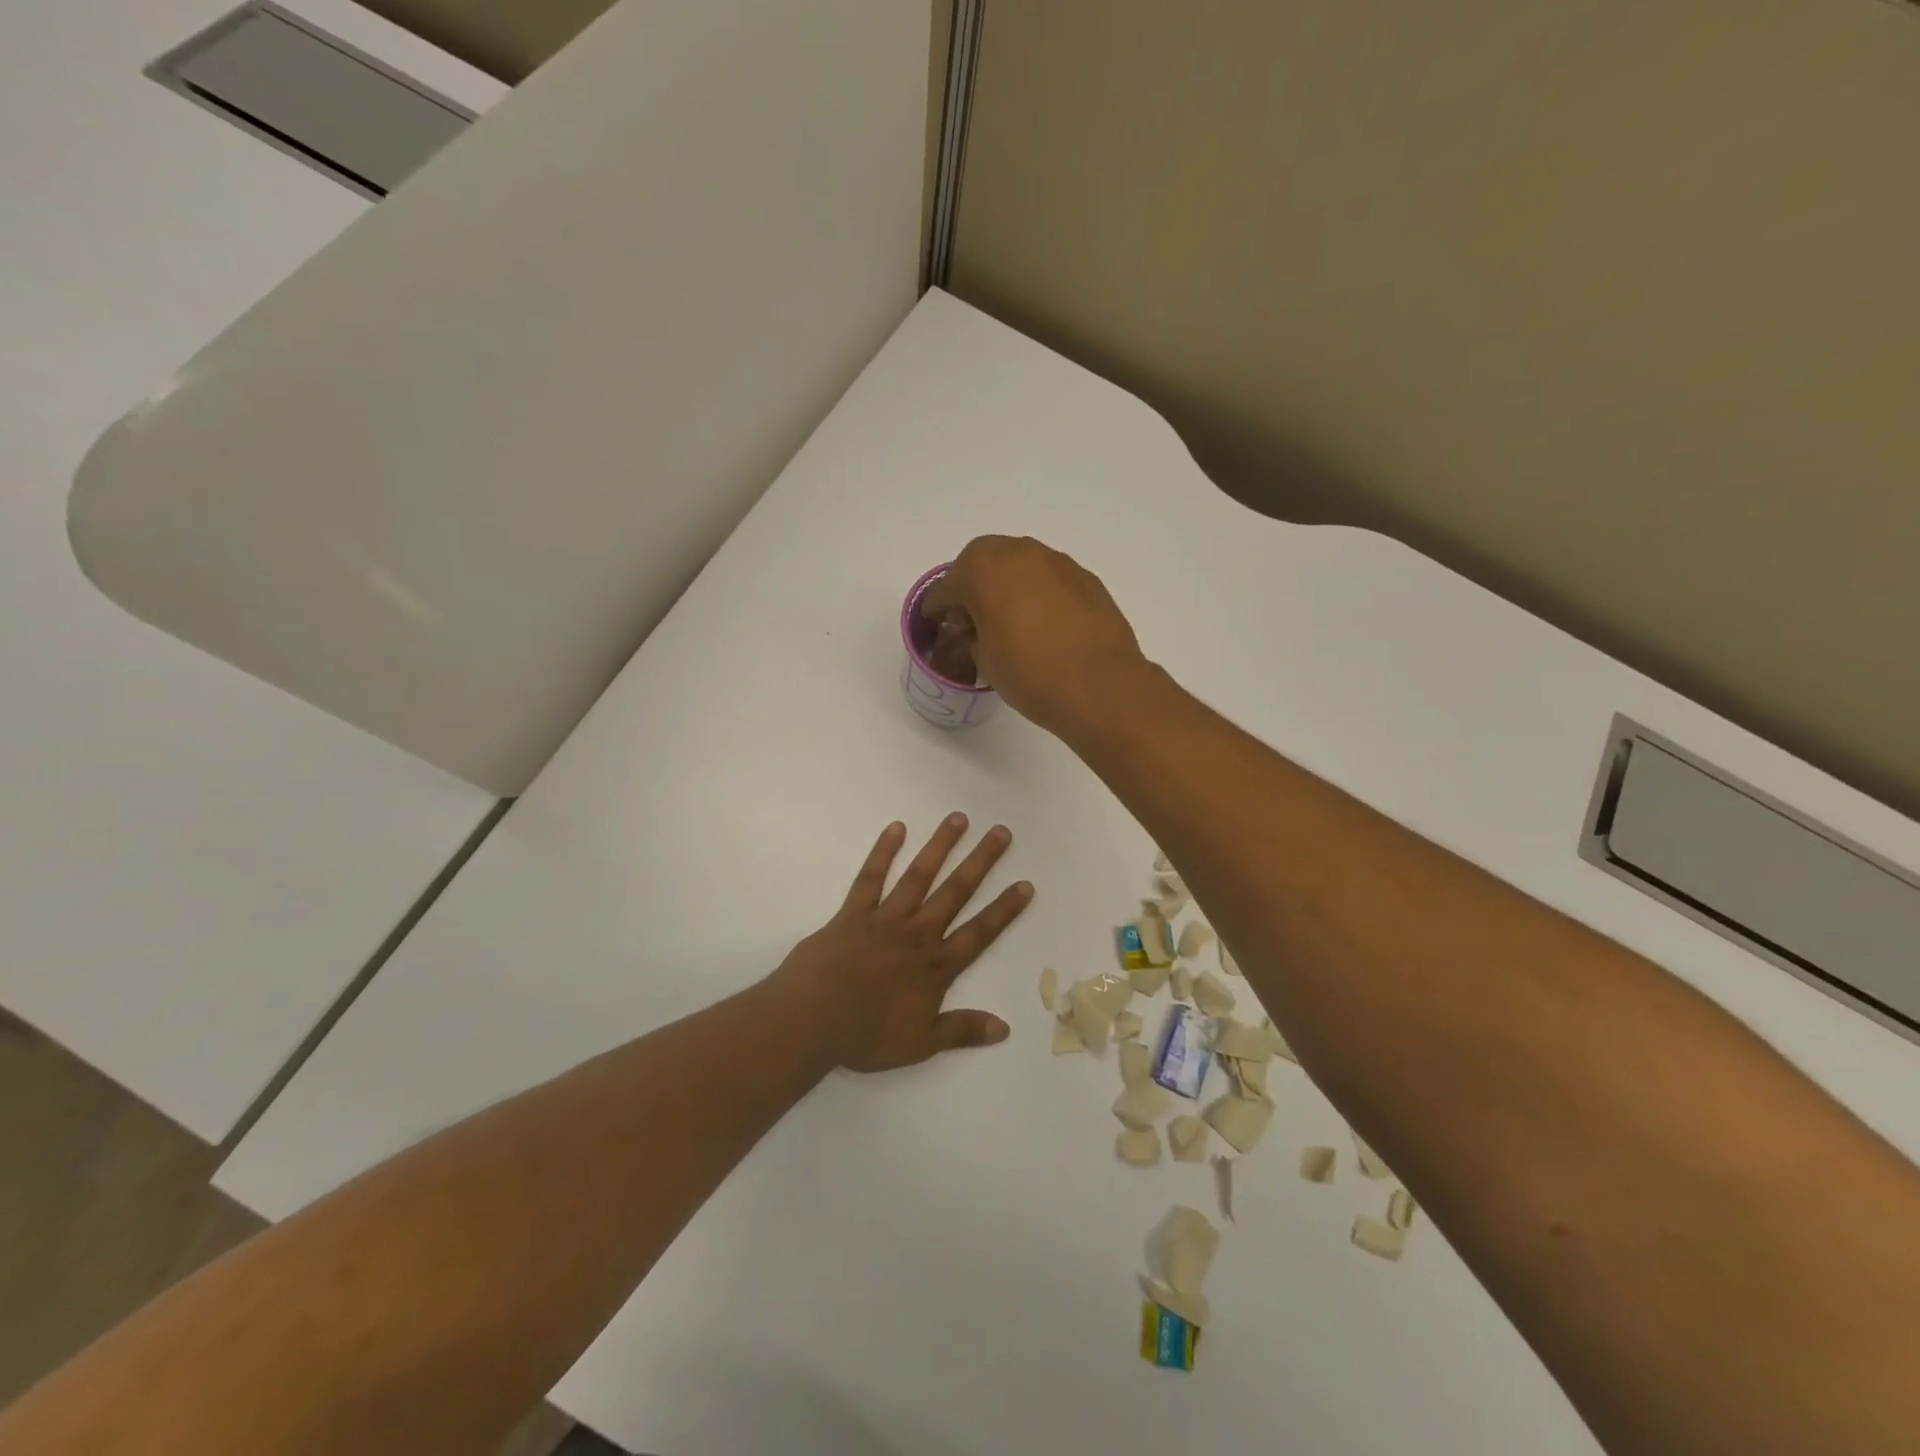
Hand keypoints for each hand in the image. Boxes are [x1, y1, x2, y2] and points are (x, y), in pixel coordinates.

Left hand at [771, 815, 1032, 1071]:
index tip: (1025, 884)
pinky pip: (870, 878)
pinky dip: (883, 852)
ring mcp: (885, 918)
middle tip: (1001, 832)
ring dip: (940, 846)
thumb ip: (962, 1030)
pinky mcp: (853, 912)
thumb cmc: (867, 1036)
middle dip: (981, 861)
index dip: (1004, 910)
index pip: (980, 932)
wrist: (813, 1019)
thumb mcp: (921, 1044)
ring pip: (919, 876)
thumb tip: (1005, 1028)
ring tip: (958, 818)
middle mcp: (917, 933)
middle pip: (955, 892)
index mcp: (936, 966)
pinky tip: (896, 828)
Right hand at [920, 536, 1147, 736]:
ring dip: (1008, 585)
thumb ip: (974, 637)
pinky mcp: (1086, 579)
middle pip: (984, 561)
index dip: (938, 606)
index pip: (949, 585)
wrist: (1101, 687)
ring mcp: (1057, 562)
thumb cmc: (1031, 674)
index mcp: (984, 570)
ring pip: (1020, 565)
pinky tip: (1043, 623)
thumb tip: (979, 632)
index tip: (934, 620)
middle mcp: (1020, 553)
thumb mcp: (986, 661)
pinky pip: (1049, 580)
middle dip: (972, 584)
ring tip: (1008, 619)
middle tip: (970, 617)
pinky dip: (1038, 594)